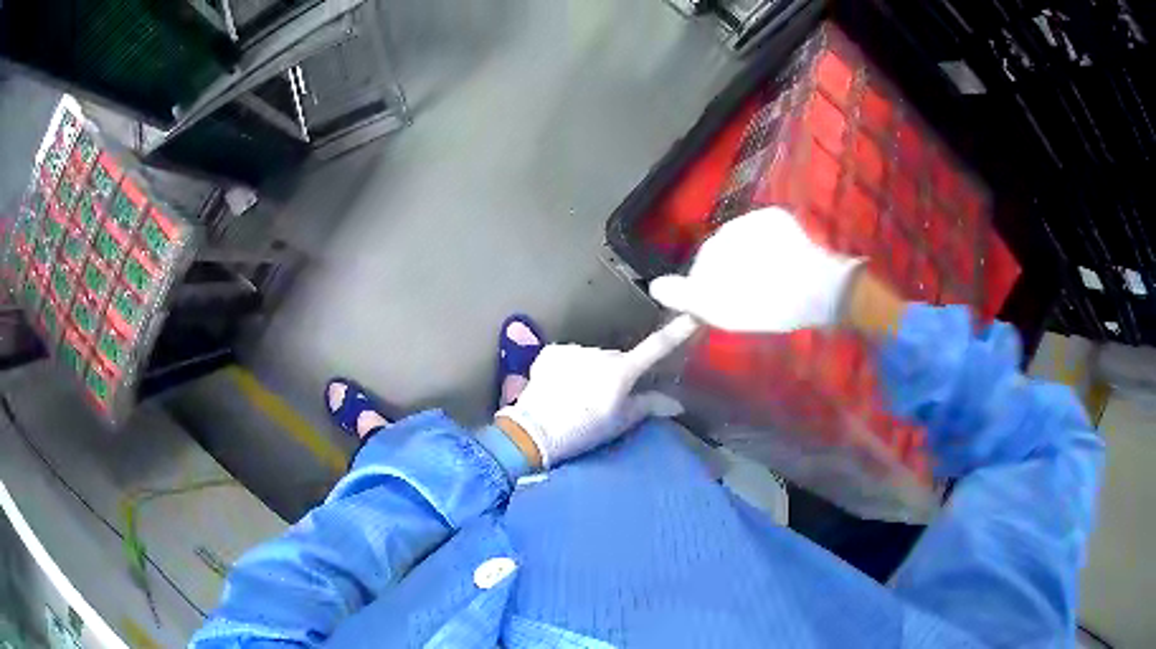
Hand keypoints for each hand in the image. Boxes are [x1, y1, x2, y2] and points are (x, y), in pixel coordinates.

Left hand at [496, 316, 697, 467]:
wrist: (533, 432)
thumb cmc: (583, 431)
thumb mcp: (619, 422)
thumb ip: (649, 406)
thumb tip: (676, 404)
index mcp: (620, 371)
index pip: (655, 348)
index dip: (676, 333)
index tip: (693, 316)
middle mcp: (599, 353)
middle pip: (618, 359)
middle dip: (618, 373)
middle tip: (606, 400)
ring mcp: (574, 350)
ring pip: (592, 358)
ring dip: (592, 371)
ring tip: (579, 397)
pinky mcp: (552, 352)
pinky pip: (570, 357)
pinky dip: (569, 369)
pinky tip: (561, 388)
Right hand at [649, 207, 863, 332]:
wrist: (823, 290)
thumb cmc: (772, 305)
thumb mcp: (724, 310)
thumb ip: (687, 296)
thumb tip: (655, 286)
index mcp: (716, 249)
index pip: (700, 268)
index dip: (708, 289)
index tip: (724, 307)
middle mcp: (731, 228)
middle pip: (720, 251)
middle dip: (728, 271)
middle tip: (749, 296)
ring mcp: (756, 220)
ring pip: (740, 241)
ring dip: (746, 258)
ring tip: (766, 281)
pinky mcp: (778, 218)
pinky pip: (761, 231)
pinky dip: (765, 247)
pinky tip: (778, 264)